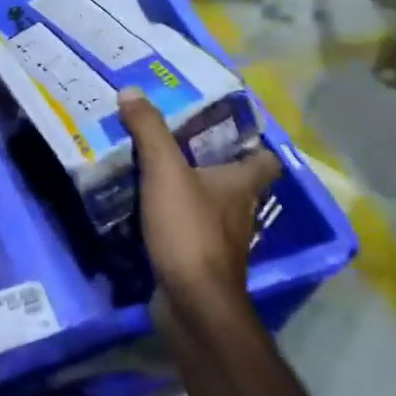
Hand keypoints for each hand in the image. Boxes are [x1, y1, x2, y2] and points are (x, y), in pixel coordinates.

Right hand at [120, 89, 280, 305]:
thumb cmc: (190, 231)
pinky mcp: (202, 263)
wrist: (193, 305)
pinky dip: (176, 220)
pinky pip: (190, 231)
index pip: (264, 159)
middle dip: (211, 163)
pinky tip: (149, 211)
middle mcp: (240, 211)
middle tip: (177, 140)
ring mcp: (223, 241)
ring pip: (212, 207)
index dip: (252, 143)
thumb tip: (132, 90)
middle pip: (235, 182)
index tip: (225, 126)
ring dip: (191, 192)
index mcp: (241, 185)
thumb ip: (149, 130)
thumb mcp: (165, 171)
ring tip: (157, 171)